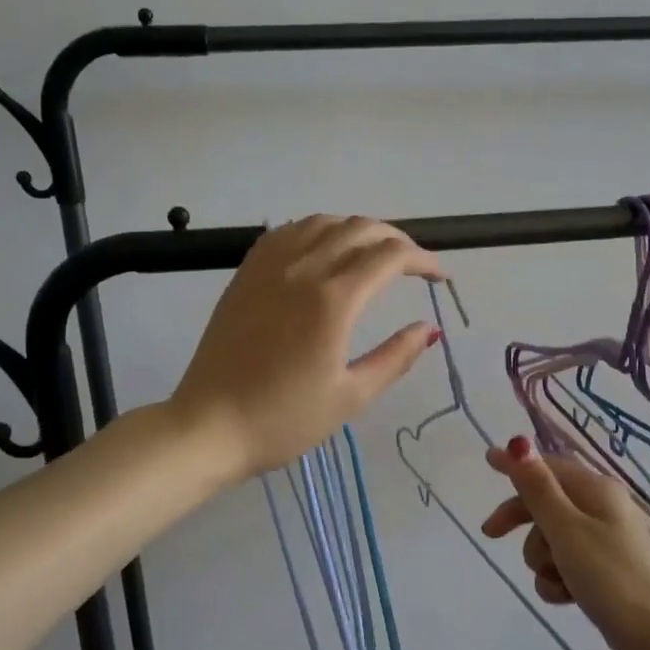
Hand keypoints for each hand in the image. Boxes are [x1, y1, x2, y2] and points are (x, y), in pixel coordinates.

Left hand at [169, 215, 444, 481]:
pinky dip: (315, 231)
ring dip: (356, 229)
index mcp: (332, 300)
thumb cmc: (283, 420)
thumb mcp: (350, 397)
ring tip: (372, 252)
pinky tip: (322, 249)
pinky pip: (286, 233)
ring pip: (321, 222)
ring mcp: (268, 268)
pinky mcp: (245, 275)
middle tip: (414, 264)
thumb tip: (430, 330)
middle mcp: (301, 270)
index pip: (389, 257)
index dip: (422, 260)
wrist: (209, 426)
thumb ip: (395, 358)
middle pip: (359, 229)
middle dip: (396, 239)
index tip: (440, 277)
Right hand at [481, 437, 649, 649]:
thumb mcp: (566, 529)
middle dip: (522, 522)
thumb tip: (519, 443)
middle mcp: (600, 508)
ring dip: (543, 560)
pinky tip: (566, 597)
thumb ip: (538, 488)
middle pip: (545, 503)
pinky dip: (558, 580)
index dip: (516, 465)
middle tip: (491, 535)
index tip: (486, 461)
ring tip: (557, 579)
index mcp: (595, 489)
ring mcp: (603, 542)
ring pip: (550, 539)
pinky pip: (564, 566)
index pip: (547, 466)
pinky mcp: (603, 572)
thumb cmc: (612, 577)